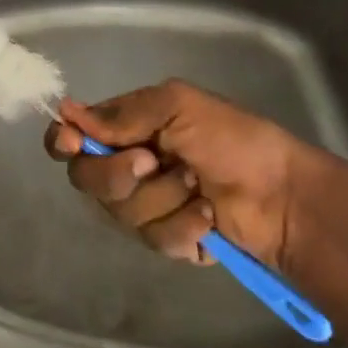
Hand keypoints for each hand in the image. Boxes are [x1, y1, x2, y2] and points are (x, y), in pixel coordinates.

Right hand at [45, 79, 331, 275]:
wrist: (284, 197)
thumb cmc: (232, 139)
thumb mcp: (177, 106)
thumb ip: (122, 114)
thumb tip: (66, 113)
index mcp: (127, 128)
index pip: (74, 135)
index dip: (63, 141)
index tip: (71, 143)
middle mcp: (128, 164)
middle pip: (86, 177)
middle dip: (117, 172)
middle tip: (151, 162)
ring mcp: (146, 205)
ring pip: (119, 211)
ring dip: (161, 197)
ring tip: (197, 187)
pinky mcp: (168, 241)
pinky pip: (152, 239)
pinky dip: (181, 226)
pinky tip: (207, 218)